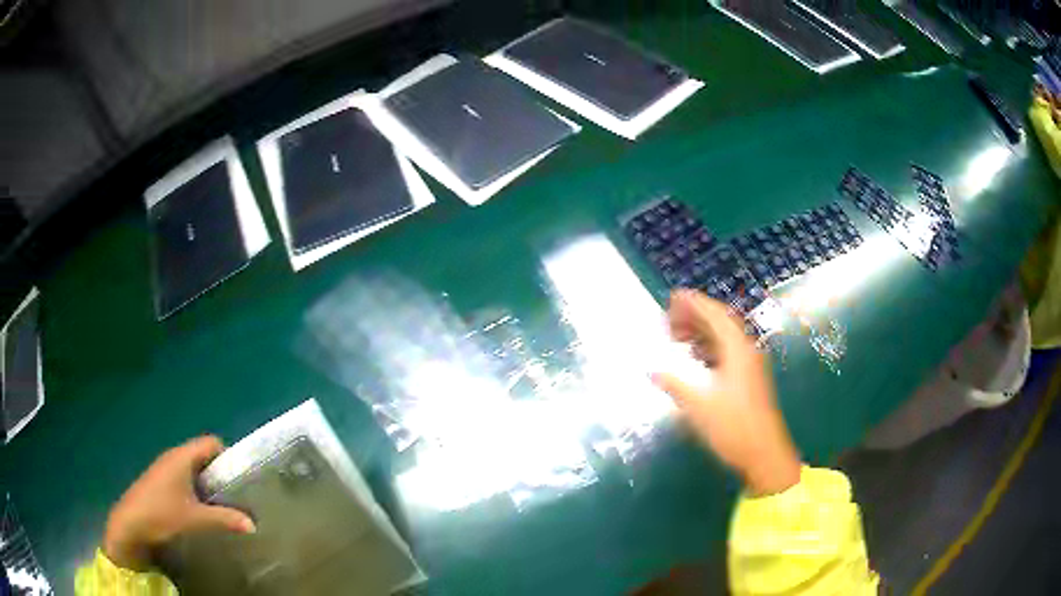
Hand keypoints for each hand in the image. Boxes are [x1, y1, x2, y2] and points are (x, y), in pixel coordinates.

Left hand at [103, 435, 255, 570]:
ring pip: (193, 468)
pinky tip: (199, 511)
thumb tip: (253, 524)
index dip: (227, 456)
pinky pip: (184, 478)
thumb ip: (224, 519)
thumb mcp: (195, 519)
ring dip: (207, 484)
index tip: (240, 479)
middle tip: (235, 497)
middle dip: (219, 473)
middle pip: (203, 455)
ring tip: (221, 506)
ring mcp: (165, 469)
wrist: (130, 524)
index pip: (211, 442)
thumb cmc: (161, 514)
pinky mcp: (160, 482)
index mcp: (182, 457)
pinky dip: (195, 489)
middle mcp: (173, 457)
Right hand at [652, 290, 801, 496]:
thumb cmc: (733, 426)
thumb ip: (674, 383)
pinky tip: (694, 359)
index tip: (673, 297)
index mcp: (737, 349)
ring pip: (723, 339)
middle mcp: (746, 351)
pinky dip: (707, 349)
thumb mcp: (698, 404)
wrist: (764, 453)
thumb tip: (651, 369)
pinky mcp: (748, 381)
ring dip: (700, 333)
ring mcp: (749, 366)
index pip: (715, 315)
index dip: (694, 303)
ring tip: (676, 337)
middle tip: (669, 319)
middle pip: (720, 323)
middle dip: (694, 316)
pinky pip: (726, 353)